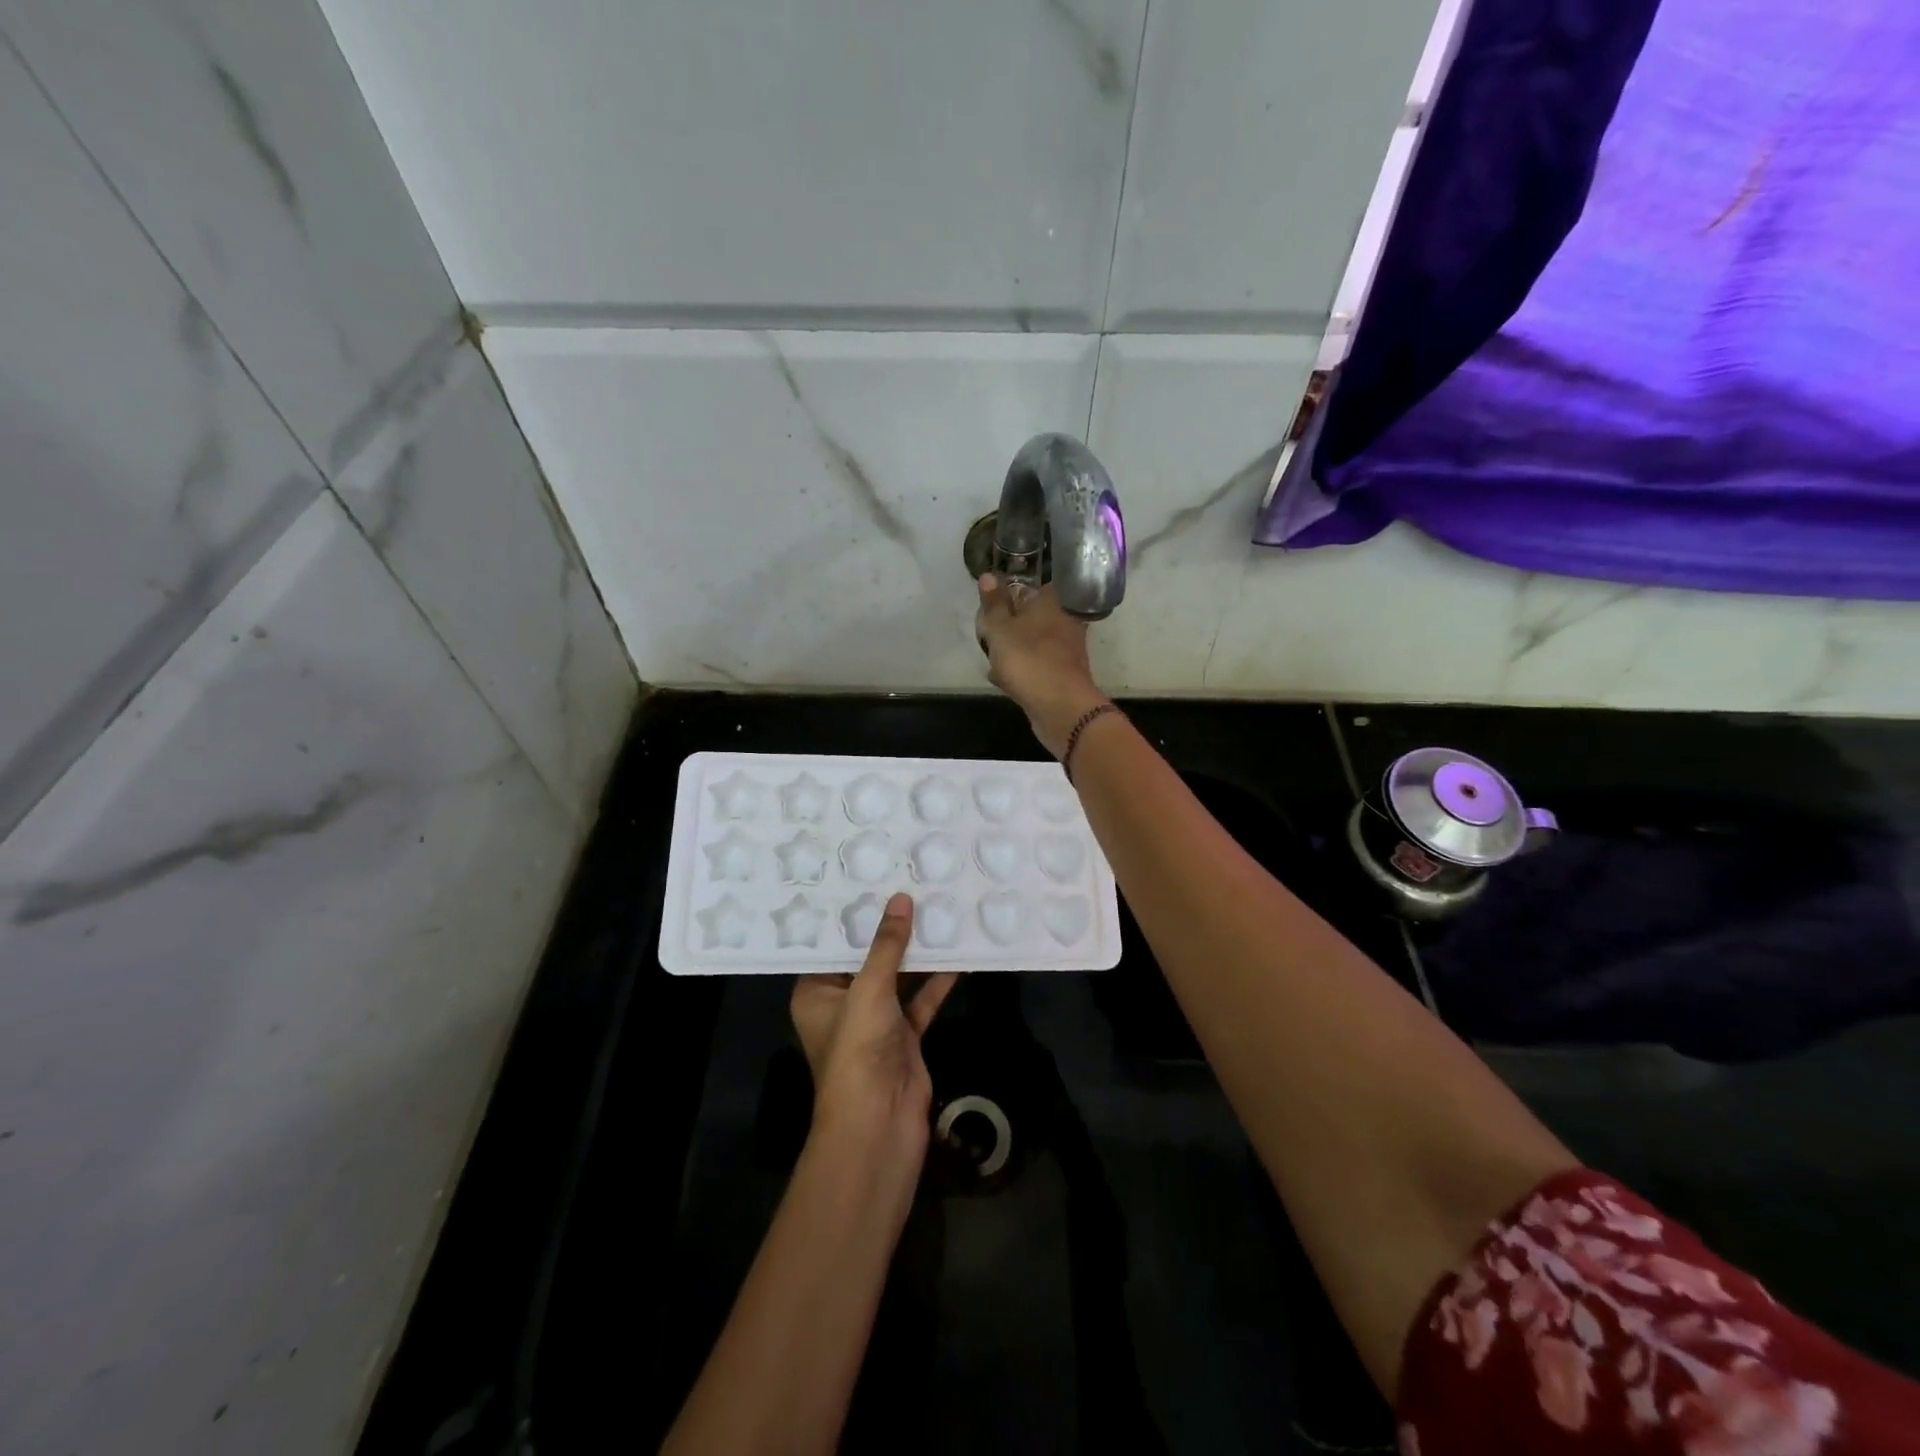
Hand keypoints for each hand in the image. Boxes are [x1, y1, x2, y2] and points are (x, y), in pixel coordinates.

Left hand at [791, 893, 958, 1168]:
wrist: (879, 1126)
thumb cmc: (857, 1051)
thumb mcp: (869, 990)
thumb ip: (887, 945)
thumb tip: (901, 899)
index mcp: (816, 992)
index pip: (832, 944)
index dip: (852, 914)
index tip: (871, 877)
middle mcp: (843, 1003)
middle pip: (868, 958)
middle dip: (890, 928)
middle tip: (911, 883)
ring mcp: (876, 1022)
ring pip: (898, 977)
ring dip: (918, 952)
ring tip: (938, 908)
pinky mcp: (904, 1036)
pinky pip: (921, 999)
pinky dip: (938, 980)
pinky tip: (959, 953)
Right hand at [974, 573, 1110, 758]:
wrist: (1061, 708)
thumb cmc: (1029, 660)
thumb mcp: (1001, 628)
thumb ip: (993, 603)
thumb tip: (988, 575)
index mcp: (1051, 601)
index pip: (1024, 588)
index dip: (1002, 599)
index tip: (987, 613)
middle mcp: (1063, 620)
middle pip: (1027, 616)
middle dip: (1005, 627)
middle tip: (987, 638)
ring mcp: (1065, 649)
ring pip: (1030, 642)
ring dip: (1011, 650)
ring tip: (992, 660)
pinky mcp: (1062, 674)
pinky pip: (1035, 665)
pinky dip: (1020, 670)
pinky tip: (1002, 679)